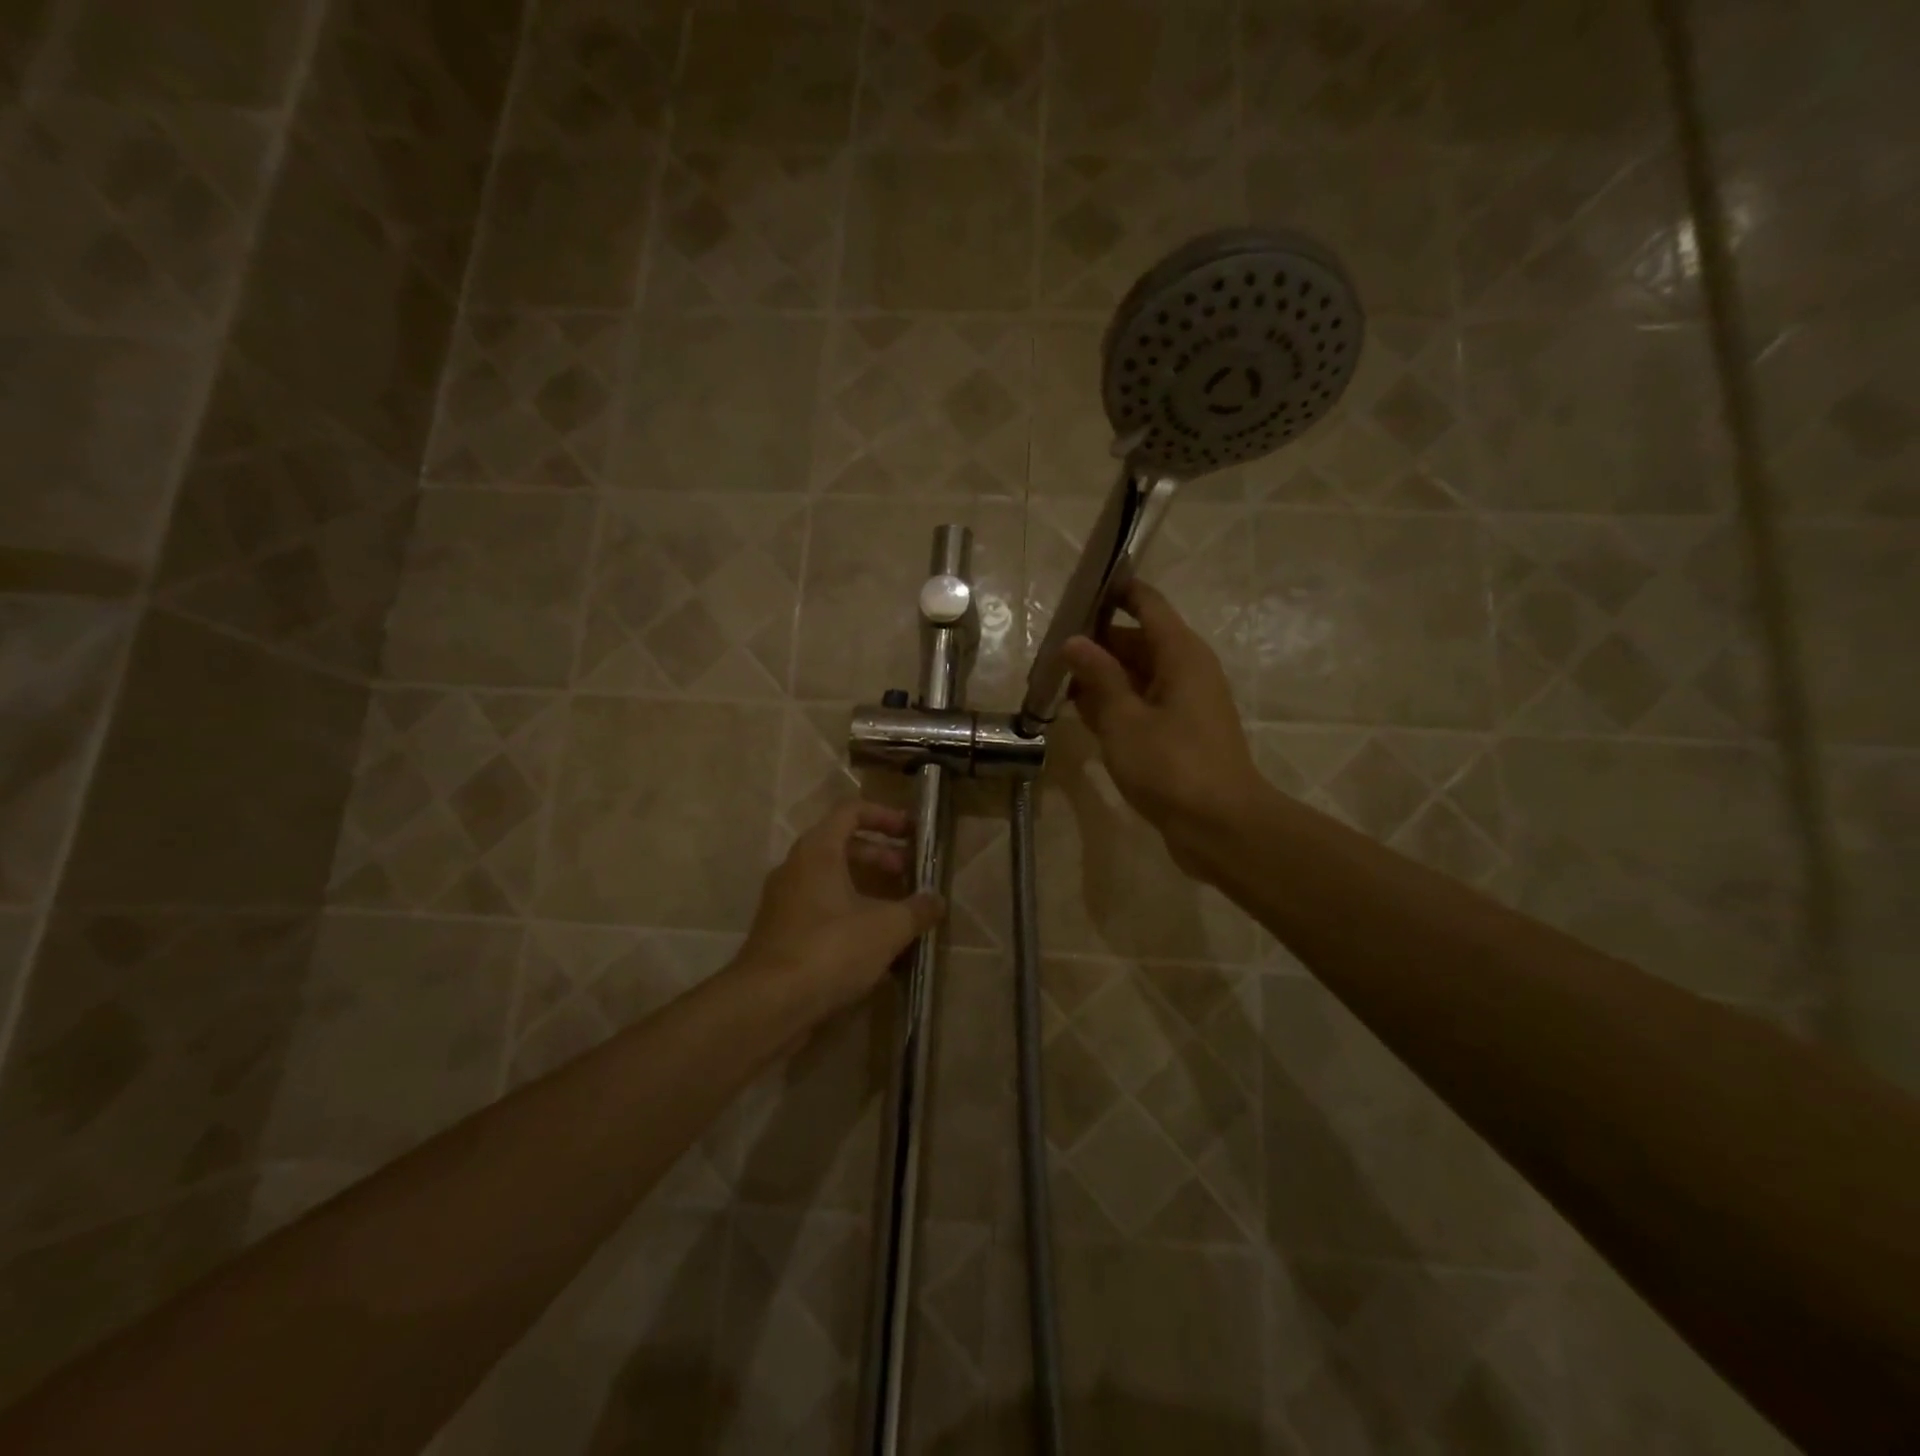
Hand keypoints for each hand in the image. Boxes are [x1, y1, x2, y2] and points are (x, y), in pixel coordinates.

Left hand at [737, 800, 945, 1017]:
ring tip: (899, 912)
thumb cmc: (831, 949)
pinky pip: (821, 910)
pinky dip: (849, 915)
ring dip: (867, 889)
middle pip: (842, 846)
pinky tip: (875, 946)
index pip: (851, 811)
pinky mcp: (782, 934)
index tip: (912, 833)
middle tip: (910, 875)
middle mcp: (796, 868)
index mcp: (818, 851)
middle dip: (881, 856)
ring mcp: (784, 902)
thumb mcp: (887, 927)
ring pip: (831, 881)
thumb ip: (917, 909)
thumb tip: (937, 901)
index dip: (885, 816)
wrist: (768, 1005)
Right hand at [1060, 580, 1265, 875]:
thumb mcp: (1124, 719)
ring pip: (1137, 675)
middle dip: (1095, 642)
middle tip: (1049, 649)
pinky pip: (1142, 704)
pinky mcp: (1179, 733)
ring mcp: (1184, 703)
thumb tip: (1073, 642)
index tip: (1074, 591)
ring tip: (1054, 680)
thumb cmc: (1172, 766)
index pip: (1146, 602)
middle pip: (1137, 639)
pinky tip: (1079, 714)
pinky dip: (1114, 704)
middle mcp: (1186, 670)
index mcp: (1180, 654)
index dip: (1113, 591)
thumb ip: (1098, 676)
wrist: (1220, 827)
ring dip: (1100, 677)